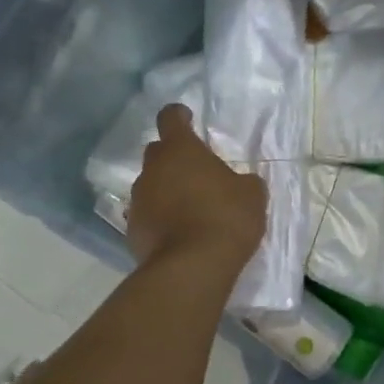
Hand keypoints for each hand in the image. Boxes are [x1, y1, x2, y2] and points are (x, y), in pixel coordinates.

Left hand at [127, 104, 267, 272]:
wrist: (191, 267)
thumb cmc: (225, 219)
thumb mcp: (252, 195)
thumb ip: (244, 181)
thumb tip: (240, 182)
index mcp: (180, 150)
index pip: (170, 118)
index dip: (179, 115)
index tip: (187, 118)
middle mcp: (152, 169)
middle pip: (157, 152)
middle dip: (173, 158)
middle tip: (194, 172)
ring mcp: (138, 199)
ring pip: (150, 185)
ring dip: (165, 190)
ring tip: (187, 209)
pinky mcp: (132, 229)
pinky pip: (147, 215)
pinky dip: (159, 218)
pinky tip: (177, 233)